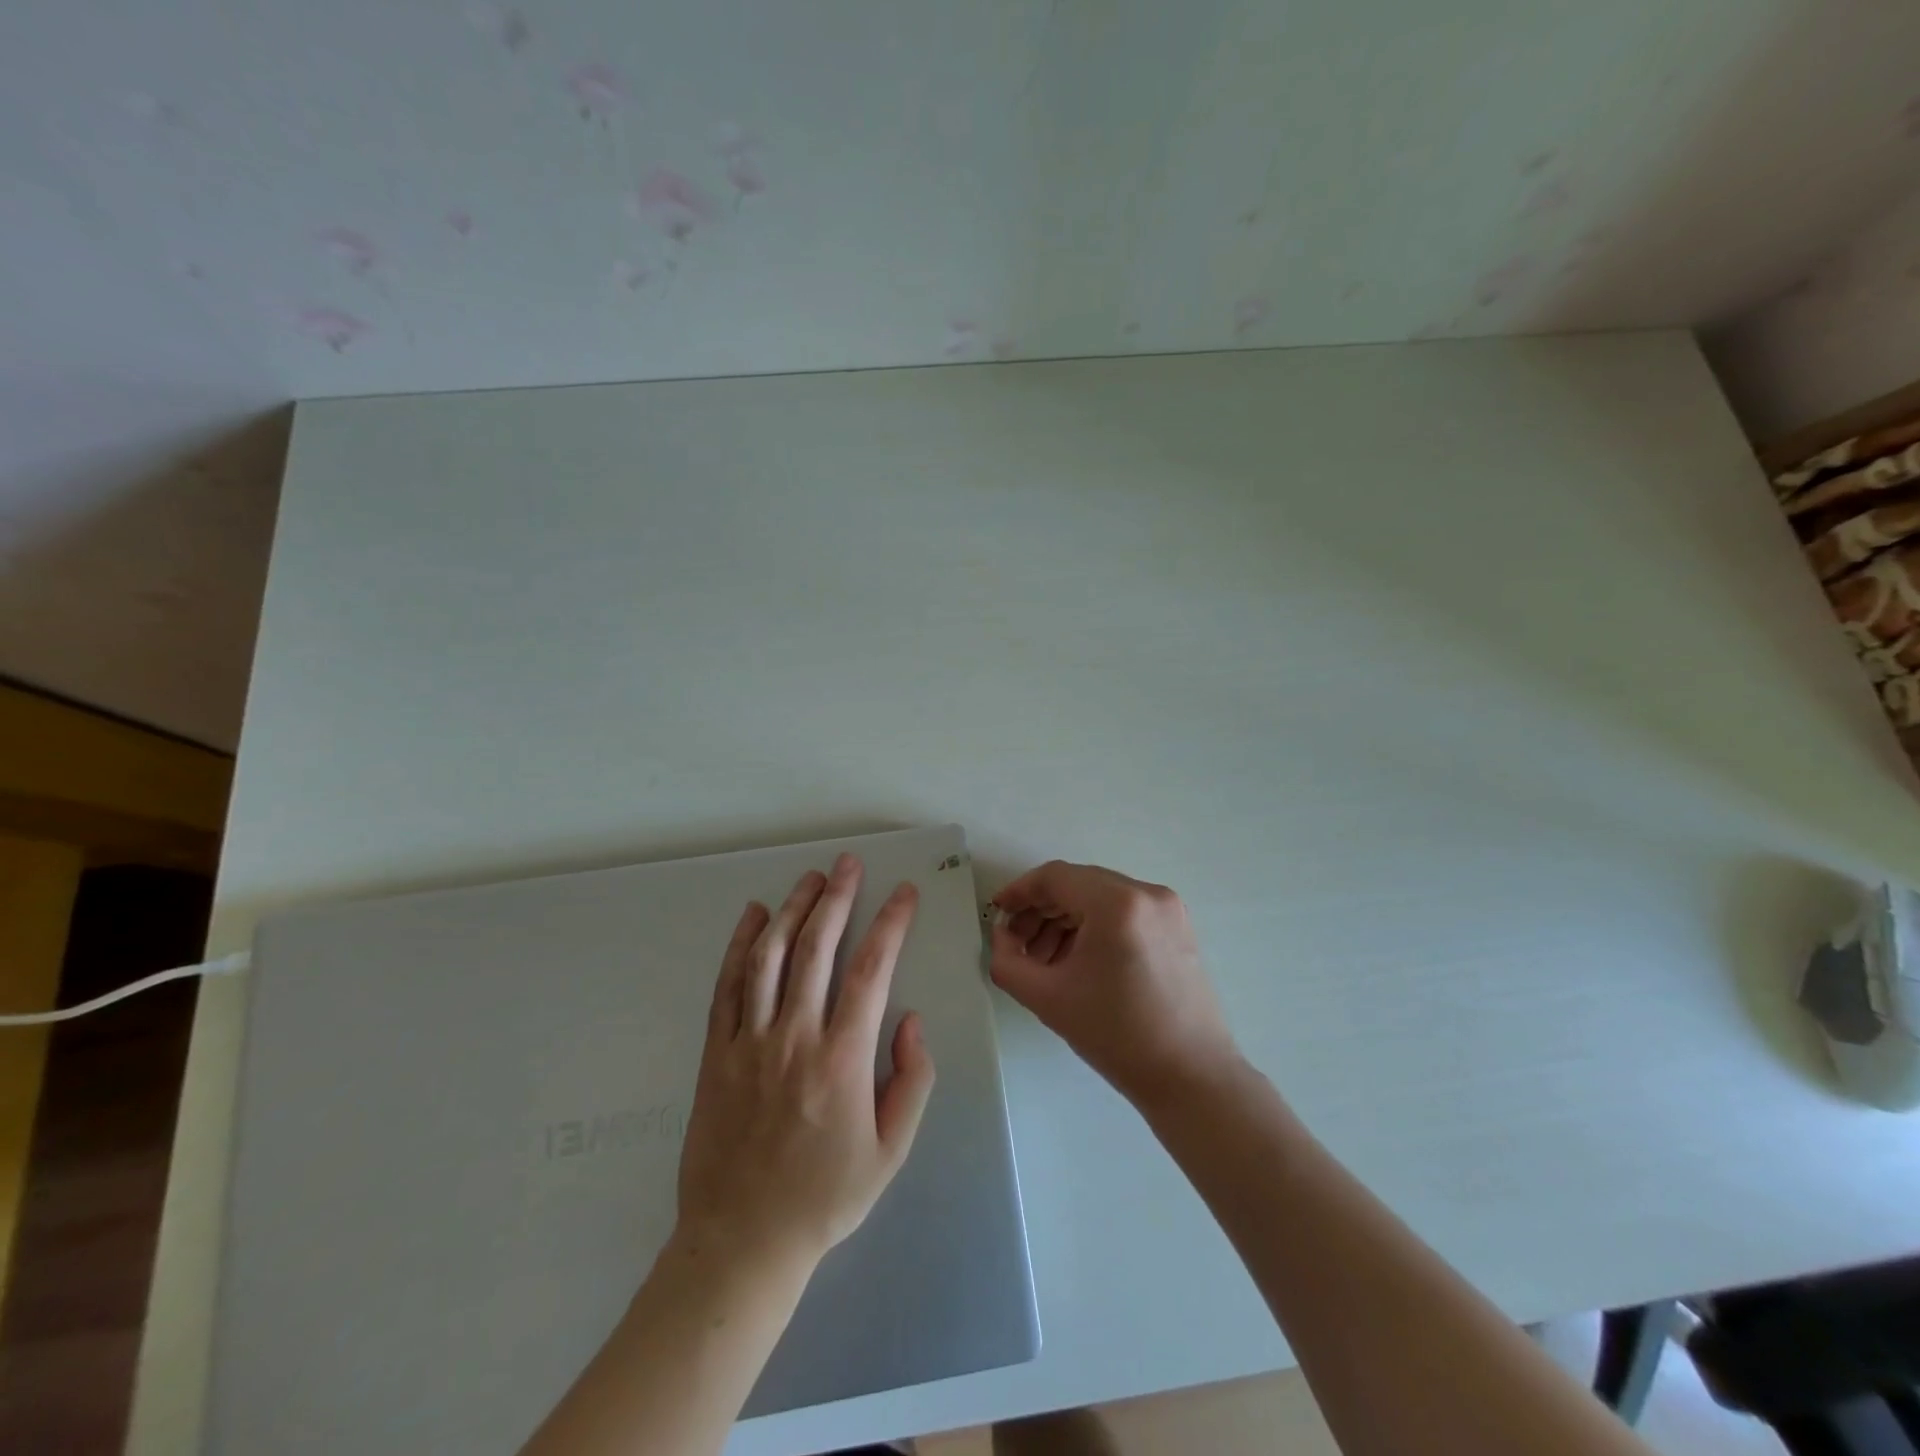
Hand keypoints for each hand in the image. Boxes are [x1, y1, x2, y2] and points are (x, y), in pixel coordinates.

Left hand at [675, 854, 936, 1274]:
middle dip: (837, 898)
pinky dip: (740, 945)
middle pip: (817, 948)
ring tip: (811, 878)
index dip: (891, 924)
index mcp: (842, 1058)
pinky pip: (727, 986)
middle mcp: (794, 1037)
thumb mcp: (891, 1151)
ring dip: (792, 909)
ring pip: (770, 957)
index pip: (872, 970)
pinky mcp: (716, 1052)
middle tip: (849, 863)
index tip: (904, 893)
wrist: (741, 1242)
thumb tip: (910, 1020)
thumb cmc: (825, 1197)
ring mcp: (749, 1041)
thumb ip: (912, 1081)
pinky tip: (752, 915)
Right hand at [990, 861, 1235, 1106]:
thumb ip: (1007, 960)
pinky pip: (1123, 911)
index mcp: (1117, 904)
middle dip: (1041, 909)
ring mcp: (1167, 908)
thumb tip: (1002, 936)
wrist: (1190, 1077)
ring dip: (1066, 919)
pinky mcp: (1177, 926)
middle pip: (1078, 884)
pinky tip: (1077, 960)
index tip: (998, 913)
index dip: (1019, 892)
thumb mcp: (1047, 998)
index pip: (1055, 878)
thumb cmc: (1116, 1036)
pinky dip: (1094, 926)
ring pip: (1100, 897)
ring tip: (1044, 959)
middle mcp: (1146, 893)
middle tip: (1016, 943)